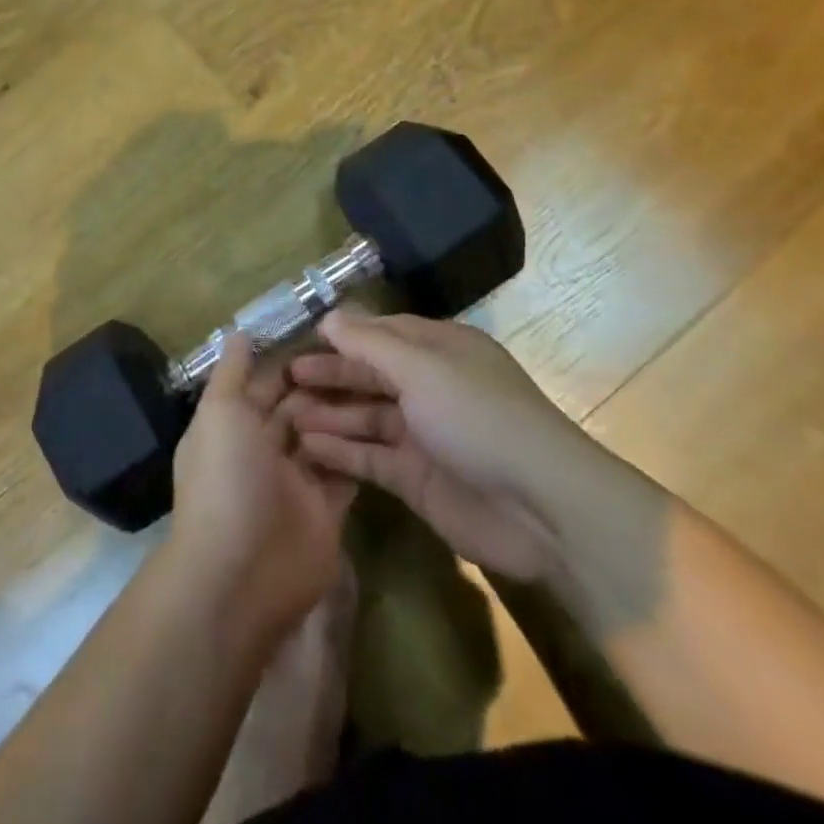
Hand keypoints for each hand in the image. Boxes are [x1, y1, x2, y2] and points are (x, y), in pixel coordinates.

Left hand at [169, 334, 356, 640]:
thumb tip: (236, 332)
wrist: (242, 573)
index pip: (261, 383)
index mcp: (232, 425)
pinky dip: (359, 449)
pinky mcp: (325, 510)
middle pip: (296, 408)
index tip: (325, 333)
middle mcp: (261, 450)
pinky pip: (345, 472)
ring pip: (323, 436)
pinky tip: (387, 421)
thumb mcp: (220, 414)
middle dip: (322, 384)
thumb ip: (231, 373)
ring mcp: (294, 482)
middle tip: (364, 355)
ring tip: (382, 380)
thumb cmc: (225, 480)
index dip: (288, 360)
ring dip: (344, 413)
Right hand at [283, 311, 618, 583]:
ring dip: (328, 413)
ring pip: (365, 416)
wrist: (541, 508)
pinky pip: (369, 456)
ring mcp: (422, 434)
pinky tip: (306, 445)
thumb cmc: (478, 417)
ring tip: (284, 414)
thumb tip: (329, 315)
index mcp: (439, 350)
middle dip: (328, 374)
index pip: (381, 333)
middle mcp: (429, 387)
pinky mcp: (416, 477)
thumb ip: (370, 343)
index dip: (342, 335)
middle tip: (282, 378)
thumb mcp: (422, 368)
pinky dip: (340, 450)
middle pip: (369, 374)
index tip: (298, 338)